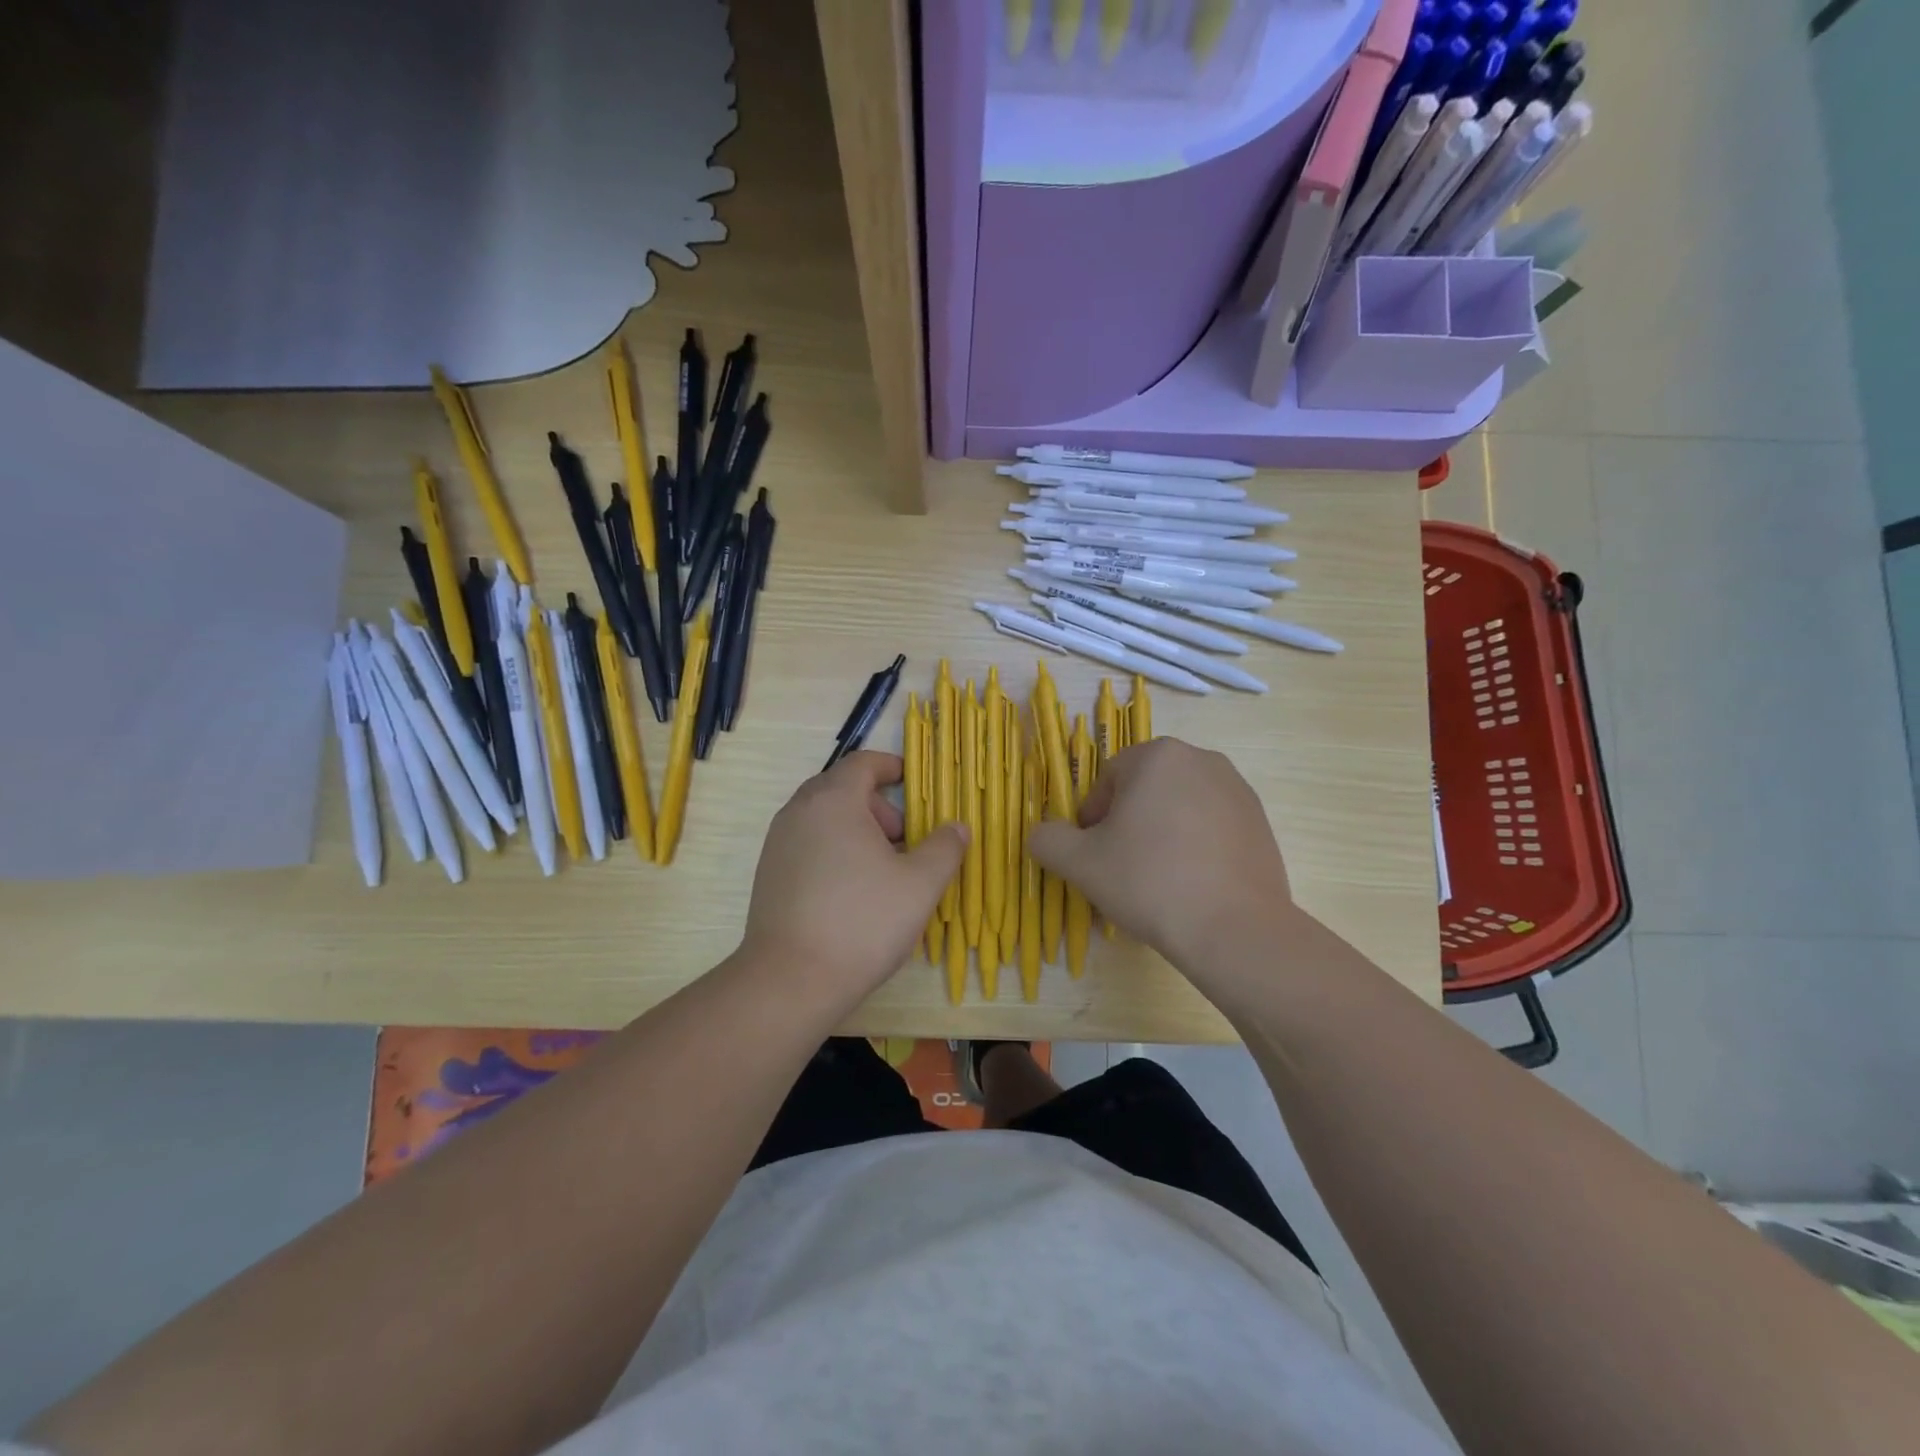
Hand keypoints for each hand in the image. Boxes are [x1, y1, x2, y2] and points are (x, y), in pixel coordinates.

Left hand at [739, 752, 966, 1002]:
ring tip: (882, 871)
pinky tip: (851, 893)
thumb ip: (945, 848)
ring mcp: (777, 843)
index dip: (891, 766)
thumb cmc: (862, 921)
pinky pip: (807, 844)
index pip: (863, 763)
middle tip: (904, 840)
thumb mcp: (920, 884)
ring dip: (856, 830)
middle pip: (842, 789)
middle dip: (878, 806)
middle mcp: (799, 812)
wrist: (791, 980)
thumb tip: (957, 827)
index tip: (913, 783)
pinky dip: (834, 850)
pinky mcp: (768, 874)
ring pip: (824, 818)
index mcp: (833, 801)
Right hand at [1029, 738, 1293, 976]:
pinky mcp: (1261, 822)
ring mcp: (1237, 790)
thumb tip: (1042, 834)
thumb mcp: (1080, 863)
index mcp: (1157, 755)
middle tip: (1121, 868)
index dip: (1093, 818)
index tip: (1094, 855)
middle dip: (1128, 824)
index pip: (1108, 779)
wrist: (1234, 929)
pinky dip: (1195, 847)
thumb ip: (1048, 839)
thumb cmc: (1149, 882)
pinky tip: (1190, 885)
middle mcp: (1202, 759)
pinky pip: (1212, 826)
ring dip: (1160, 834)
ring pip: (1179, 807)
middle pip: (1145, 790)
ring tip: (1156, 880)